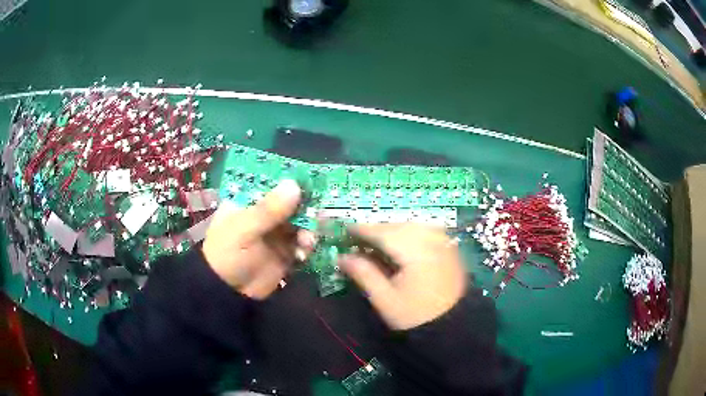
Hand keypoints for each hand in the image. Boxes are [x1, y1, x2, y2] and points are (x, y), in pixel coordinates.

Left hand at [202, 180, 314, 299]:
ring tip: (307, 242)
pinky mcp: (285, 252)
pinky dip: (307, 246)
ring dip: (308, 230)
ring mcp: (276, 233)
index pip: (272, 183)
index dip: (291, 181)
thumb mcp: (244, 230)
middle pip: (291, 203)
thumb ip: (268, 210)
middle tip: (317, 216)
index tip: (312, 181)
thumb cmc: (228, 255)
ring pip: (300, 223)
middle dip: (305, 209)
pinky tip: (304, 254)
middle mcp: (264, 214)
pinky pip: (302, 244)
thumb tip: (294, 185)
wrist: (228, 293)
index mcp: (248, 202)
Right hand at [339, 224, 466, 329]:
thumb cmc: (415, 315)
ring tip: (379, 242)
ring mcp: (444, 242)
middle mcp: (431, 240)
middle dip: (378, 230)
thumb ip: (363, 274)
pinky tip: (402, 244)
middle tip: (360, 239)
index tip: (346, 230)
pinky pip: (426, 231)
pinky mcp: (450, 248)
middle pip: (399, 226)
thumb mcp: (384, 299)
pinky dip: (410, 234)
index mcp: (415, 251)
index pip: (384, 232)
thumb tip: (342, 257)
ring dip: (394, 230)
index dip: (363, 229)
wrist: (452, 326)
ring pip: (413, 226)